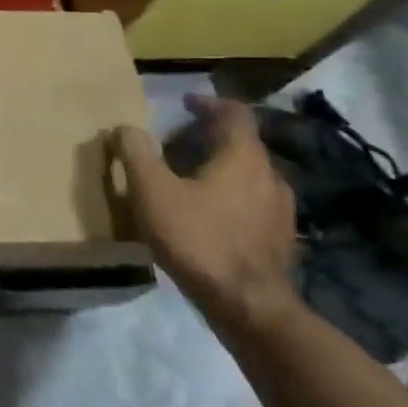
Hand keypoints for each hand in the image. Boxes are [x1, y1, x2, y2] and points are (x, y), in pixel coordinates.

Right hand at [114, 96, 298, 343]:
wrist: (247, 304)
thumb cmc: (198, 238)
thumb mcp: (152, 192)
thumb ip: (137, 154)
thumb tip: (126, 127)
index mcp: (243, 157)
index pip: (235, 114)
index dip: (209, 103)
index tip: (185, 103)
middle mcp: (270, 175)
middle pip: (242, 144)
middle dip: (208, 139)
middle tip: (173, 146)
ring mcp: (281, 209)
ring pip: (248, 174)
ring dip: (220, 169)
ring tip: (188, 181)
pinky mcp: (280, 238)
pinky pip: (253, 202)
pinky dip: (230, 196)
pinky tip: (208, 217)